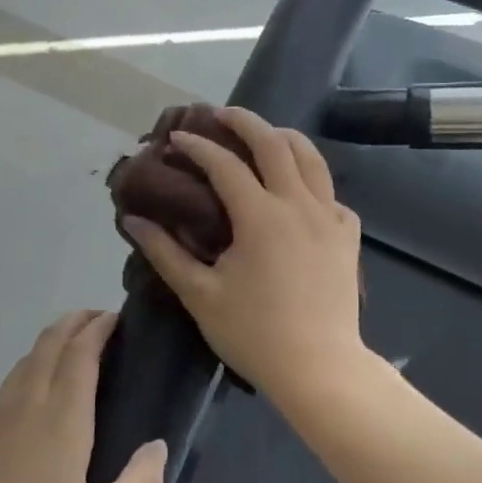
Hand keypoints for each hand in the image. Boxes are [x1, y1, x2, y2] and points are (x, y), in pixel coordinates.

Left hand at [0, 311, 165, 482]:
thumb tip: (158, 446)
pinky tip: (34, 397)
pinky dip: (29, 371)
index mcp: (60, 423)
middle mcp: (24, 408)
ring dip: (50, 343)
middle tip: (98, 319)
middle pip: (48, 345)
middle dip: (74, 323)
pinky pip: (6, 388)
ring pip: (24, 363)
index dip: (98, 328)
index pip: (80, 354)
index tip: (116, 316)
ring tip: (71, 347)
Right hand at [122, 107, 368, 400]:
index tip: (176, 138)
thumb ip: (164, 252)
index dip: (198, 147)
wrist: (320, 368)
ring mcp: (330, 216)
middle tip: (220, 114)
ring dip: (283, 137)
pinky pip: (330, 190)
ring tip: (263, 135)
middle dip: (244, 121)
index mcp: (261, 216)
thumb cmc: (254, 334)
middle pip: (274, 142)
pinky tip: (296, 190)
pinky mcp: (348, 234)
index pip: (225, 164)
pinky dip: (310, 177)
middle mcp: (299, 204)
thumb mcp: (200, 295)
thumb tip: (133, 218)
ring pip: (311, 157)